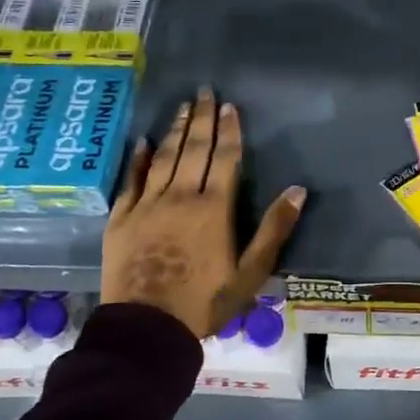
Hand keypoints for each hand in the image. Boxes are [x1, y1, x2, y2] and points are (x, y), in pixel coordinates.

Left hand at [102, 87, 305, 337]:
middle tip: (205, 91)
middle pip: (193, 150)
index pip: (224, 159)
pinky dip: (138, 159)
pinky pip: (131, 181)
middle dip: (202, 119)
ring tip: (183, 106)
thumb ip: (273, 229)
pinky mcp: (122, 219)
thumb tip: (297, 189)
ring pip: (164, 158)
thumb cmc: (205, 302)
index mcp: (213, 208)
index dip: (229, 131)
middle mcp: (179, 197)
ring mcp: (147, 205)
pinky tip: (143, 142)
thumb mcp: (250, 273)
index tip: (230, 106)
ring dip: (176, 131)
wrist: (147, 328)